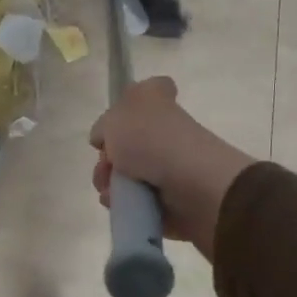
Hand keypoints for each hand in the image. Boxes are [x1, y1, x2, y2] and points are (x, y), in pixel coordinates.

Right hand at [89, 77, 254, 260]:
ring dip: (113, 185)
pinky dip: (128, 206)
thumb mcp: (113, 119)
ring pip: (130, 175)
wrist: (192, 186)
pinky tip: (121, 206)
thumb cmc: (150, 140)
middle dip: (107, 159)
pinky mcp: (176, 200)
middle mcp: (168, 131)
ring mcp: (173, 166)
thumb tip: (106, 138)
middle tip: (106, 167)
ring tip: (111, 192)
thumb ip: (104, 125)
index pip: (150, 90)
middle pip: (129, 142)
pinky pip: (141, 203)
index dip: (129, 104)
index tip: (116, 123)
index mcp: (159, 102)